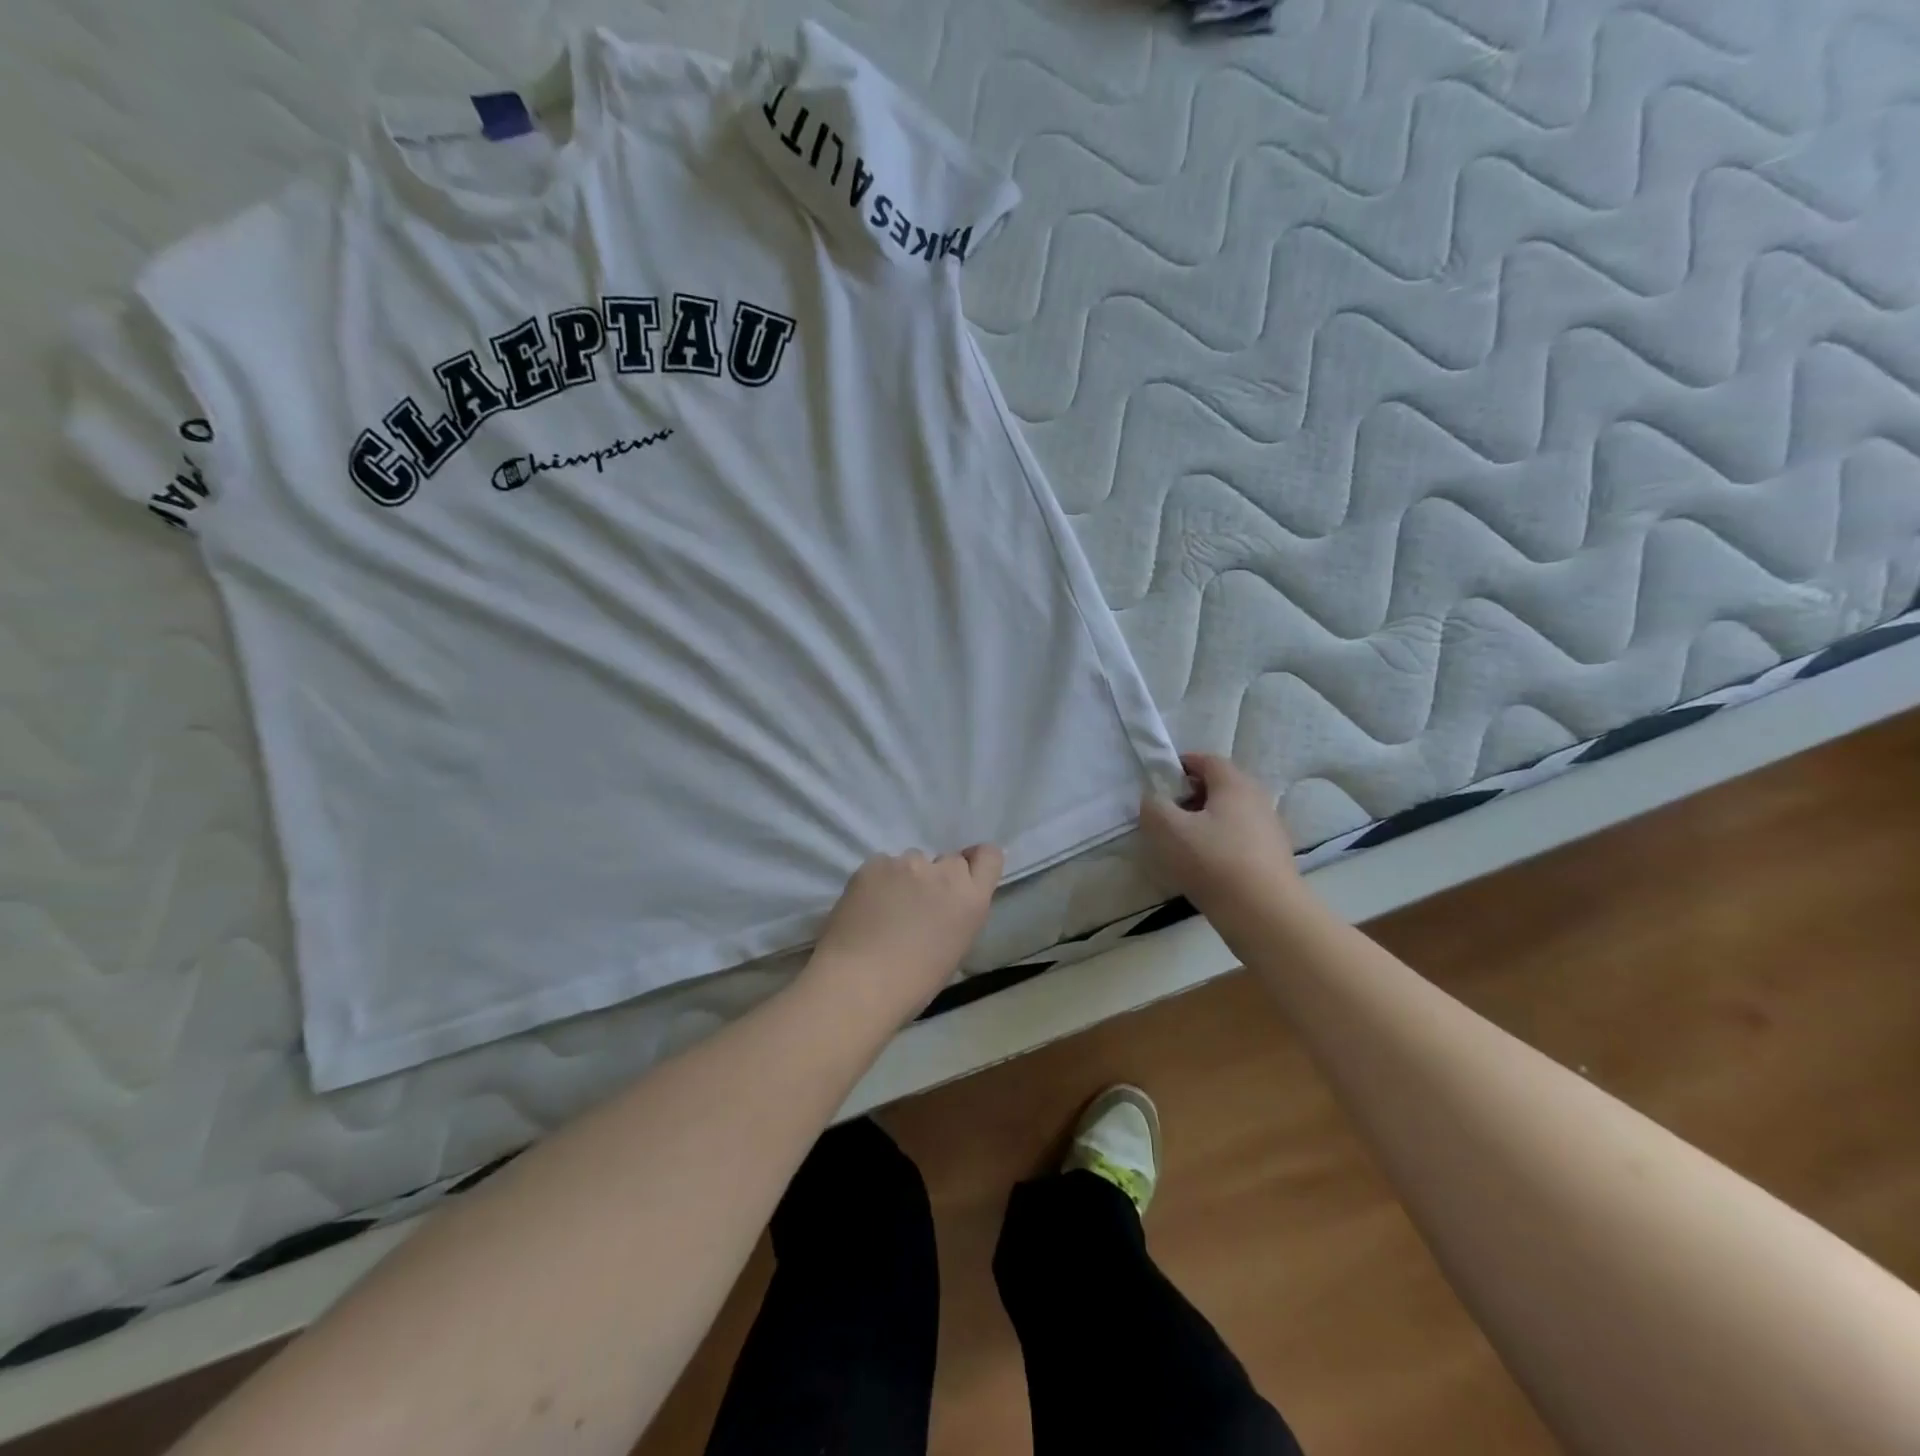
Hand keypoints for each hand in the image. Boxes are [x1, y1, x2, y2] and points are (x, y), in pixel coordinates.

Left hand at [804, 846, 1004, 1029]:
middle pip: (949, 861)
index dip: (975, 863)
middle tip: (918, 905)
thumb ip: (956, 915)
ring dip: (906, 878)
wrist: (857, 983)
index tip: (962, 880)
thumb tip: (942, 907)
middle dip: (938, 878)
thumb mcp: (954, 950)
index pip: (989, 856)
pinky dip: (877, 881)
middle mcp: (945, 873)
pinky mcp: (874, 863)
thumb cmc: (912, 984)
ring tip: (885, 909)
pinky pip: (882, 865)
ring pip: (913, 861)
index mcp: (971, 899)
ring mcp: (908, 863)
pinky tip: (865, 907)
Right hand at [1139, 753, 1307, 921]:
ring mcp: (1269, 830)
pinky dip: (1219, 845)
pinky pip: (1239, 841)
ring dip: (1204, 823)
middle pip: (1220, 788)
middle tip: (1166, 814)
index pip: (1207, 760)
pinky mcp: (1272, 859)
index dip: (1181, 765)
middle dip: (1191, 796)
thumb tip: (1155, 800)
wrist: (1265, 914)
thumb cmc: (1213, 861)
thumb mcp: (1167, 829)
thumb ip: (1154, 806)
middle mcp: (1257, 800)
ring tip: (1181, 845)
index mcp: (1234, 784)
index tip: (1159, 782)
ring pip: (1229, 816)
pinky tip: (1204, 868)